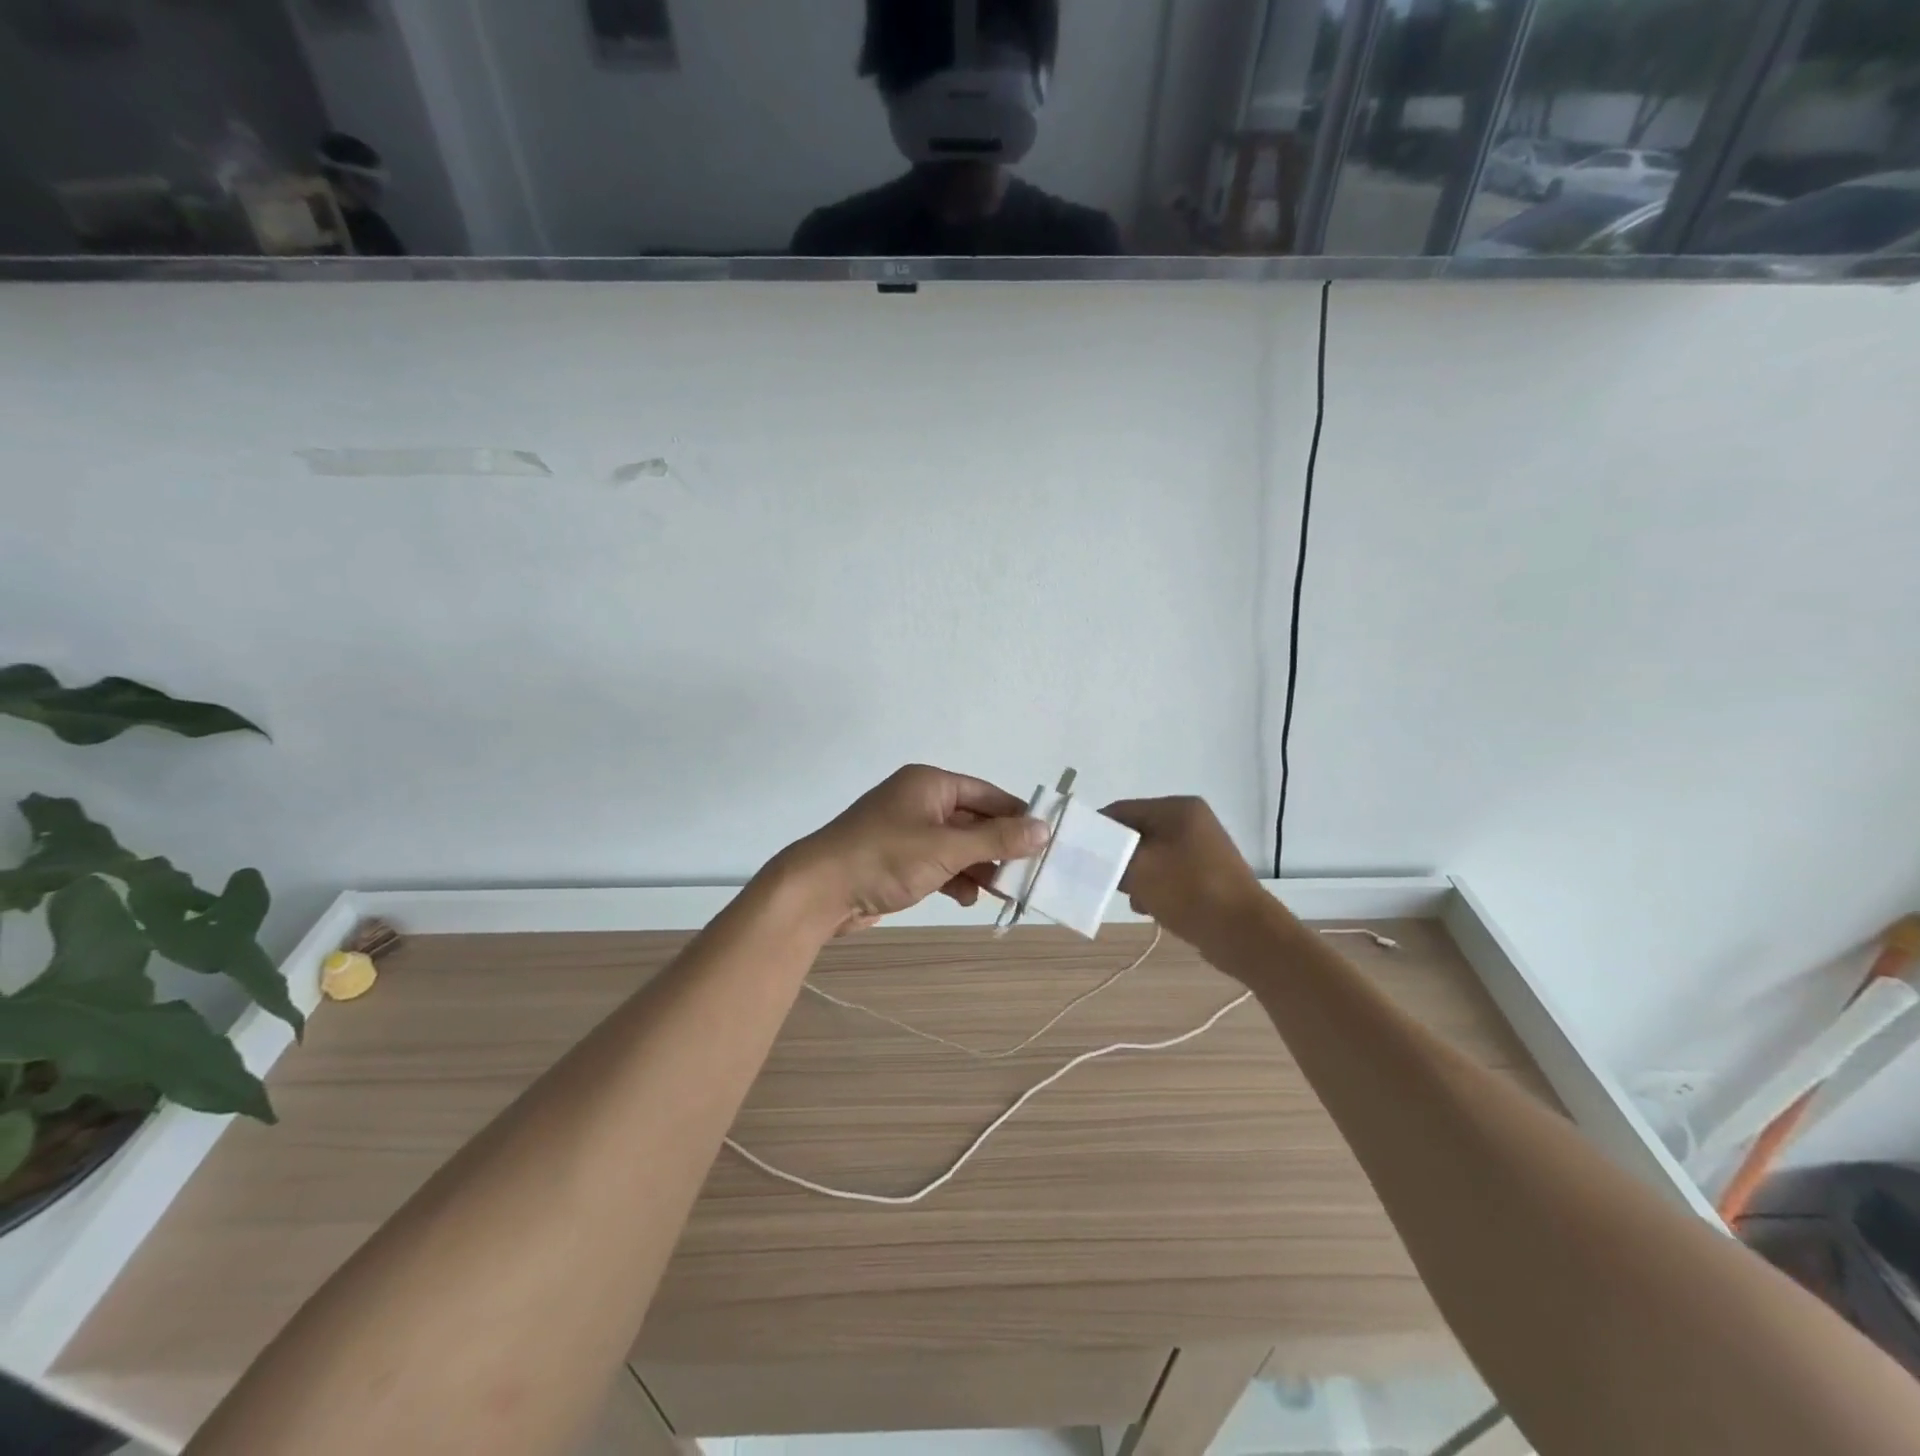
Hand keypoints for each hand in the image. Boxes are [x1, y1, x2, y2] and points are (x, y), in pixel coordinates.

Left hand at [776, 765, 1047, 936]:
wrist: (818, 891)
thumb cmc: (884, 858)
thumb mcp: (946, 848)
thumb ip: (996, 839)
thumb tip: (1044, 829)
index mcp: (930, 784)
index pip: (987, 795)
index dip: (1017, 817)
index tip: (1047, 842)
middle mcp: (920, 801)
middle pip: (974, 821)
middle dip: (998, 848)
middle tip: (1029, 874)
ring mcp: (907, 832)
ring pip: (958, 846)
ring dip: (978, 867)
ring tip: (1002, 891)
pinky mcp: (898, 860)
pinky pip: (938, 864)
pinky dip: (954, 878)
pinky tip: (966, 898)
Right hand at [1101, 796, 1265, 949]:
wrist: (1245, 934)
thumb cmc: (1189, 891)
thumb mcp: (1138, 869)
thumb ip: (1109, 854)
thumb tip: (1092, 848)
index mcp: (1177, 809)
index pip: (1121, 810)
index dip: (1096, 831)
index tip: (1079, 856)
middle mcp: (1191, 821)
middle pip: (1135, 833)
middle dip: (1119, 858)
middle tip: (1110, 882)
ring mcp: (1201, 847)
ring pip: (1150, 856)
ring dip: (1136, 877)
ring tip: (1137, 900)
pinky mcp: (1206, 873)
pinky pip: (1168, 873)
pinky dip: (1155, 888)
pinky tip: (1152, 908)